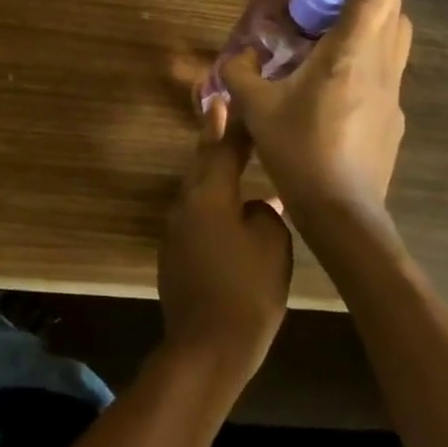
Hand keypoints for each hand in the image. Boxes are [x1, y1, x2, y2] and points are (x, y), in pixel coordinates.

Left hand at [157, 99, 292, 393]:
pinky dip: (213, 207)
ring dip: (213, 174)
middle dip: (212, 138)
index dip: (233, 126)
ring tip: (230, 160)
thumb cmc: (246, 291)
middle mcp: (186, 204)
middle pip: (202, 164)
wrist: (206, 347)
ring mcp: (176, 231)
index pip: (223, 150)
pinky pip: (197, 218)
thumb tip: (256, 208)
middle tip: (217, 110)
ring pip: (198, 191)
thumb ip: (266, 215)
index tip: (233, 99)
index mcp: (209, 195)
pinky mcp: (175, 255)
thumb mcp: (272, 246)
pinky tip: (229, 216)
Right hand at [222, 0, 411, 217]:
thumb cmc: (299, 151)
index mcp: (350, 56)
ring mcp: (393, 95)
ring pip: (394, 40)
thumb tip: (239, 57)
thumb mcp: (256, 108)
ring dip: (369, 22)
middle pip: (393, 11)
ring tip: (329, 32)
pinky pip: (385, 71)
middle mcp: (380, 68)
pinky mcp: (392, 119)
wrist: (343, 214)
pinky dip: (364, 57)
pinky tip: (330, 82)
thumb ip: (242, 73)